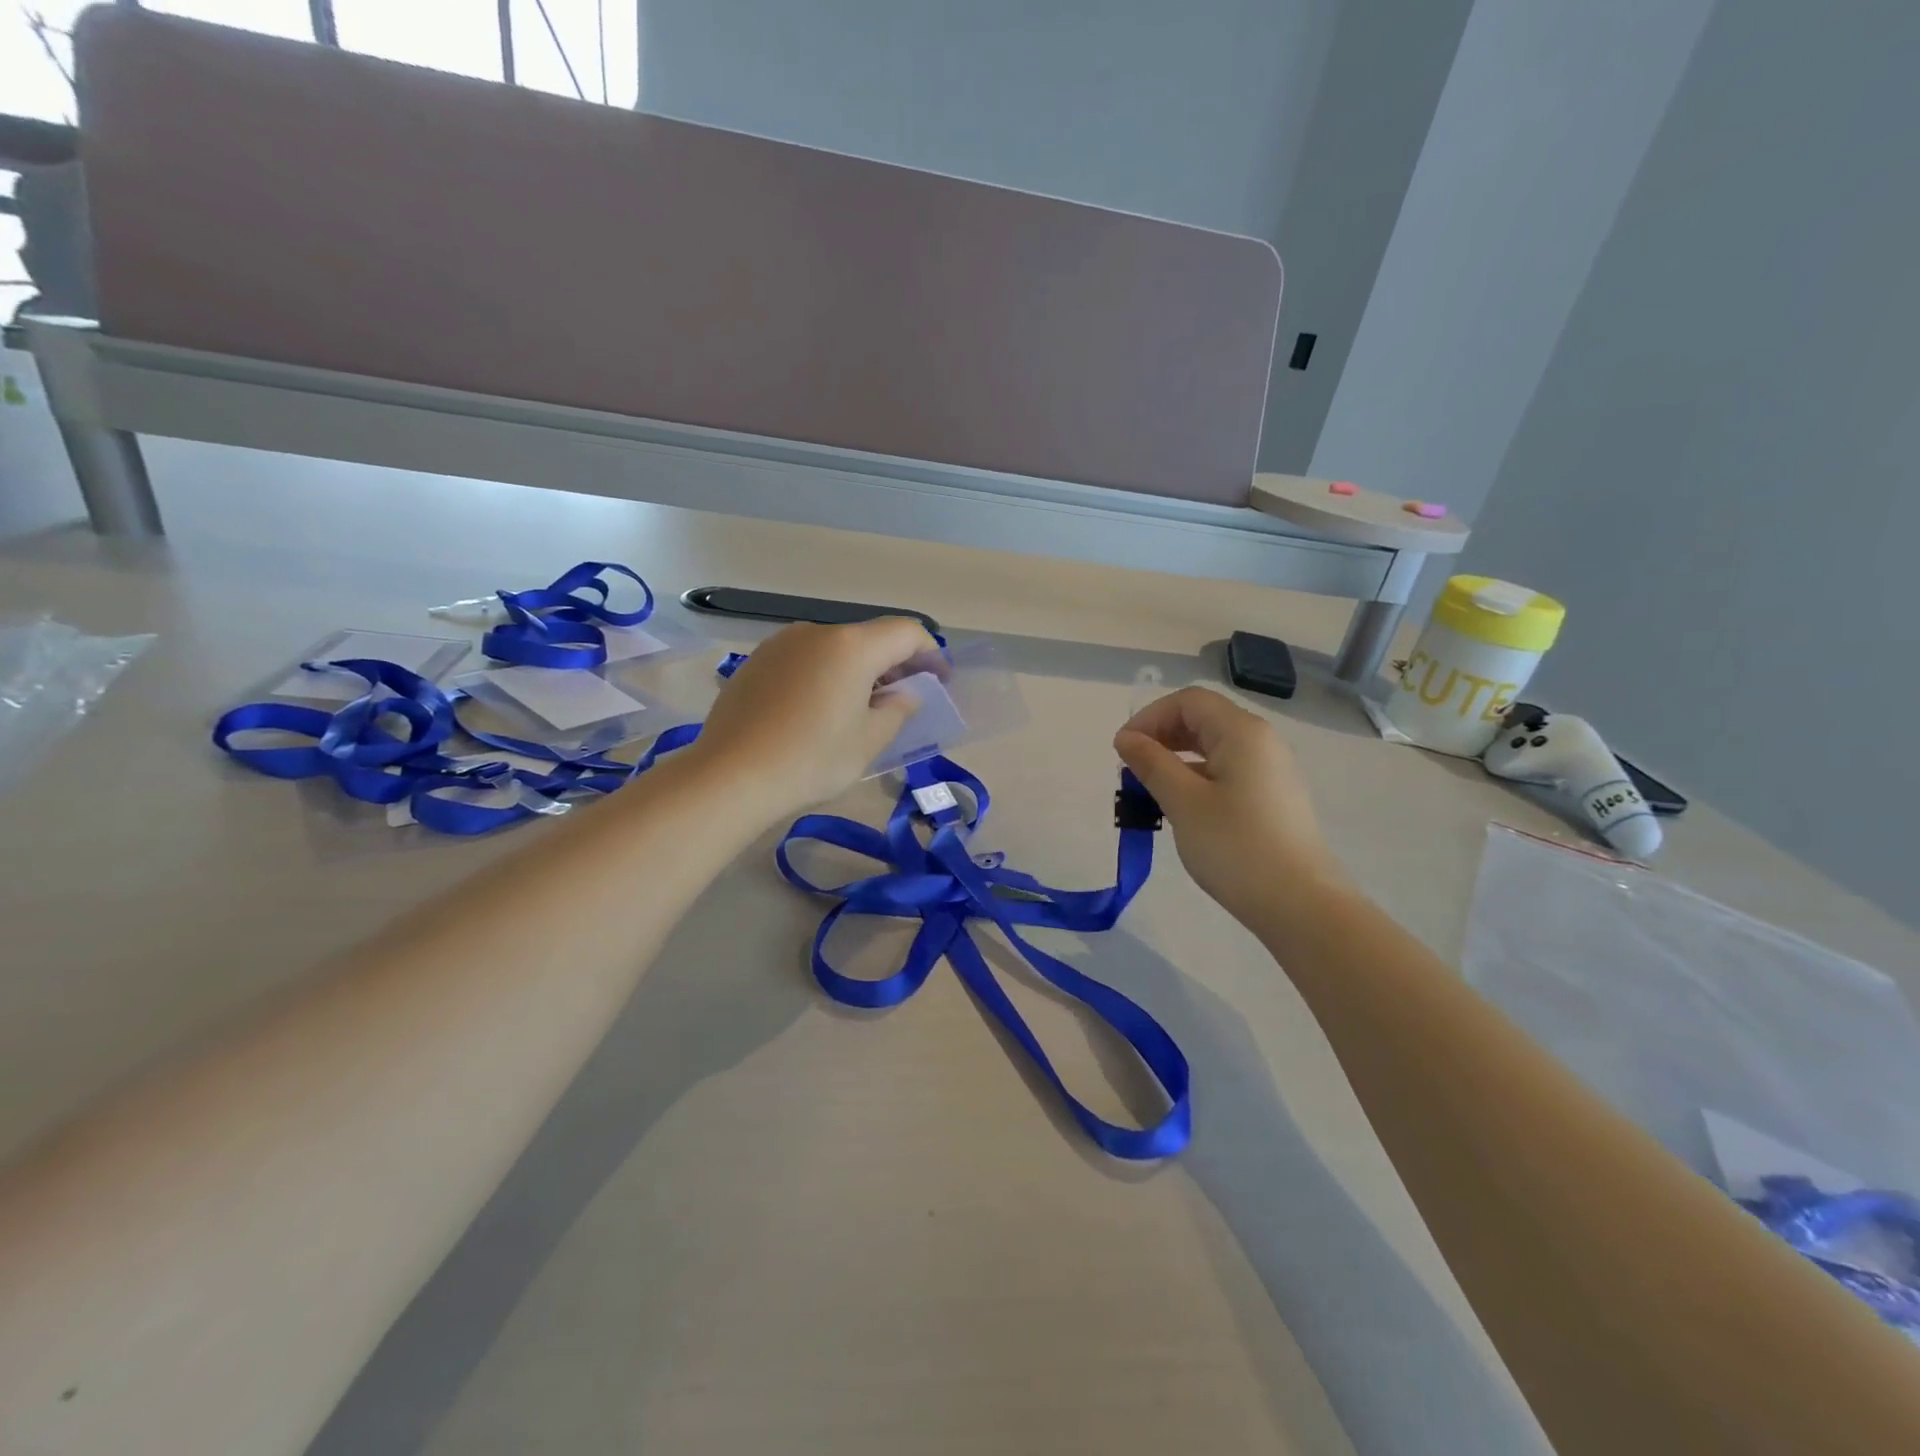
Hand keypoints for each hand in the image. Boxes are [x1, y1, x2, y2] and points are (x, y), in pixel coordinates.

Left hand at [689, 618, 937, 817]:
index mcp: (852, 646)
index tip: (939, 681)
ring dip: (858, 669)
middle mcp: (817, 632)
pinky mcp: (756, 662)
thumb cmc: (811, 759)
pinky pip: (804, 660)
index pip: (906, 632)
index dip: (930, 653)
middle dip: (894, 663)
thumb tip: (904, 694)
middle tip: (905, 697)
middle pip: (869, 637)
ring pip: (835, 647)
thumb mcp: (869, 741)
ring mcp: (781, 644)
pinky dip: (824, 675)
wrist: (730, 776)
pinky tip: (818, 710)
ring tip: (861, 706)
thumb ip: (897, 709)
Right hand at [1114, 687, 1347, 925]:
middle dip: (1162, 736)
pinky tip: (1182, 808)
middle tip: (1132, 770)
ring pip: (1214, 747)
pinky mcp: (1272, 797)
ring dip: (1177, 759)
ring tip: (1151, 790)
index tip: (1123, 750)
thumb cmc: (1236, 847)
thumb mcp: (1183, 802)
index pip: (1188, 701)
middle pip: (1203, 719)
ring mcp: (1271, 770)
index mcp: (1242, 733)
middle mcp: (1261, 742)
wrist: (1300, 904)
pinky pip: (1227, 771)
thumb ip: (1151, 763)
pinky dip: (1197, 777)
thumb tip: (1126, 738)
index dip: (1150, 717)